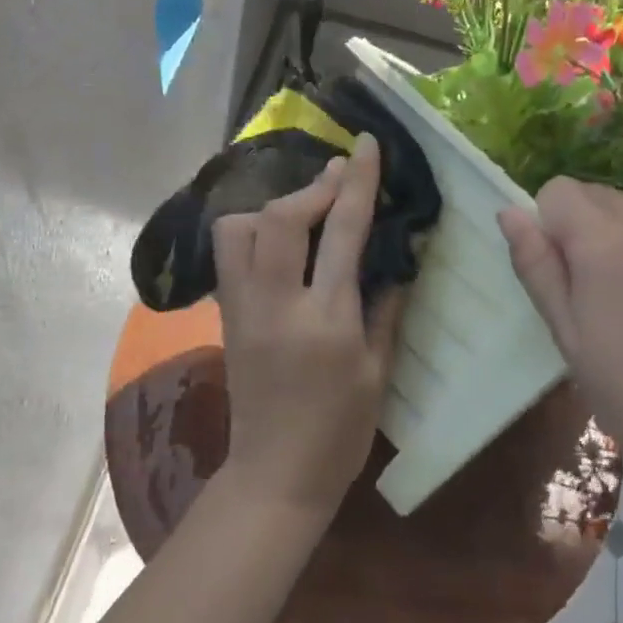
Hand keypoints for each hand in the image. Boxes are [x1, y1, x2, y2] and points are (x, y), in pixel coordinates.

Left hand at [212, 133, 405, 518]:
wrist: (275, 475)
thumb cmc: (340, 432)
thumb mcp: (378, 372)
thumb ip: (385, 308)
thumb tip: (395, 258)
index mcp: (326, 321)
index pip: (341, 233)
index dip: (357, 183)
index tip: (364, 146)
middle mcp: (277, 306)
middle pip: (278, 219)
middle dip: (312, 187)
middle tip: (339, 176)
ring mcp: (243, 310)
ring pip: (237, 230)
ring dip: (272, 208)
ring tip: (303, 211)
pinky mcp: (227, 318)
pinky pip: (230, 256)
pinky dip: (252, 233)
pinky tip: (279, 242)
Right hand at [497, 178, 622, 474]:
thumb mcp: (568, 334)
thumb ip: (537, 267)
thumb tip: (509, 212)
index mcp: (609, 243)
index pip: (558, 191)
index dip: (546, 225)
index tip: (557, 276)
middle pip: (595, 196)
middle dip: (577, 229)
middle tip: (585, 296)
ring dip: (611, 241)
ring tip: (622, 308)